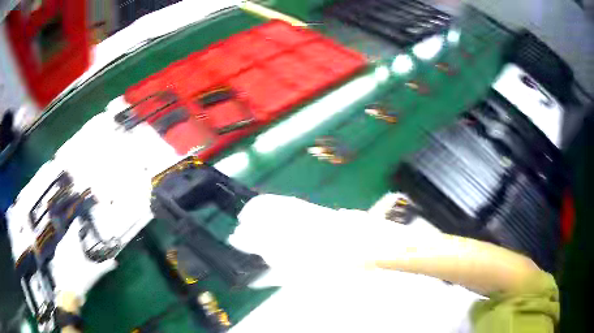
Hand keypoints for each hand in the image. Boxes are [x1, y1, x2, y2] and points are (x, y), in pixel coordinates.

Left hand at [51, 219, 116, 305]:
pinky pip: (61, 248)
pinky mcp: (56, 257)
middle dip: (74, 233)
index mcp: (73, 242)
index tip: (81, 221)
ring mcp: (59, 249)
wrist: (68, 290)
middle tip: (79, 234)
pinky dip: (65, 248)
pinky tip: (68, 255)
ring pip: (64, 240)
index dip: (78, 223)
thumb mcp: (95, 273)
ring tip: (74, 244)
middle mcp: (65, 242)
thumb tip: (115, 262)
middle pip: (69, 233)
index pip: (75, 226)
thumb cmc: (82, 278)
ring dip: (69, 240)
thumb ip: (105, 266)